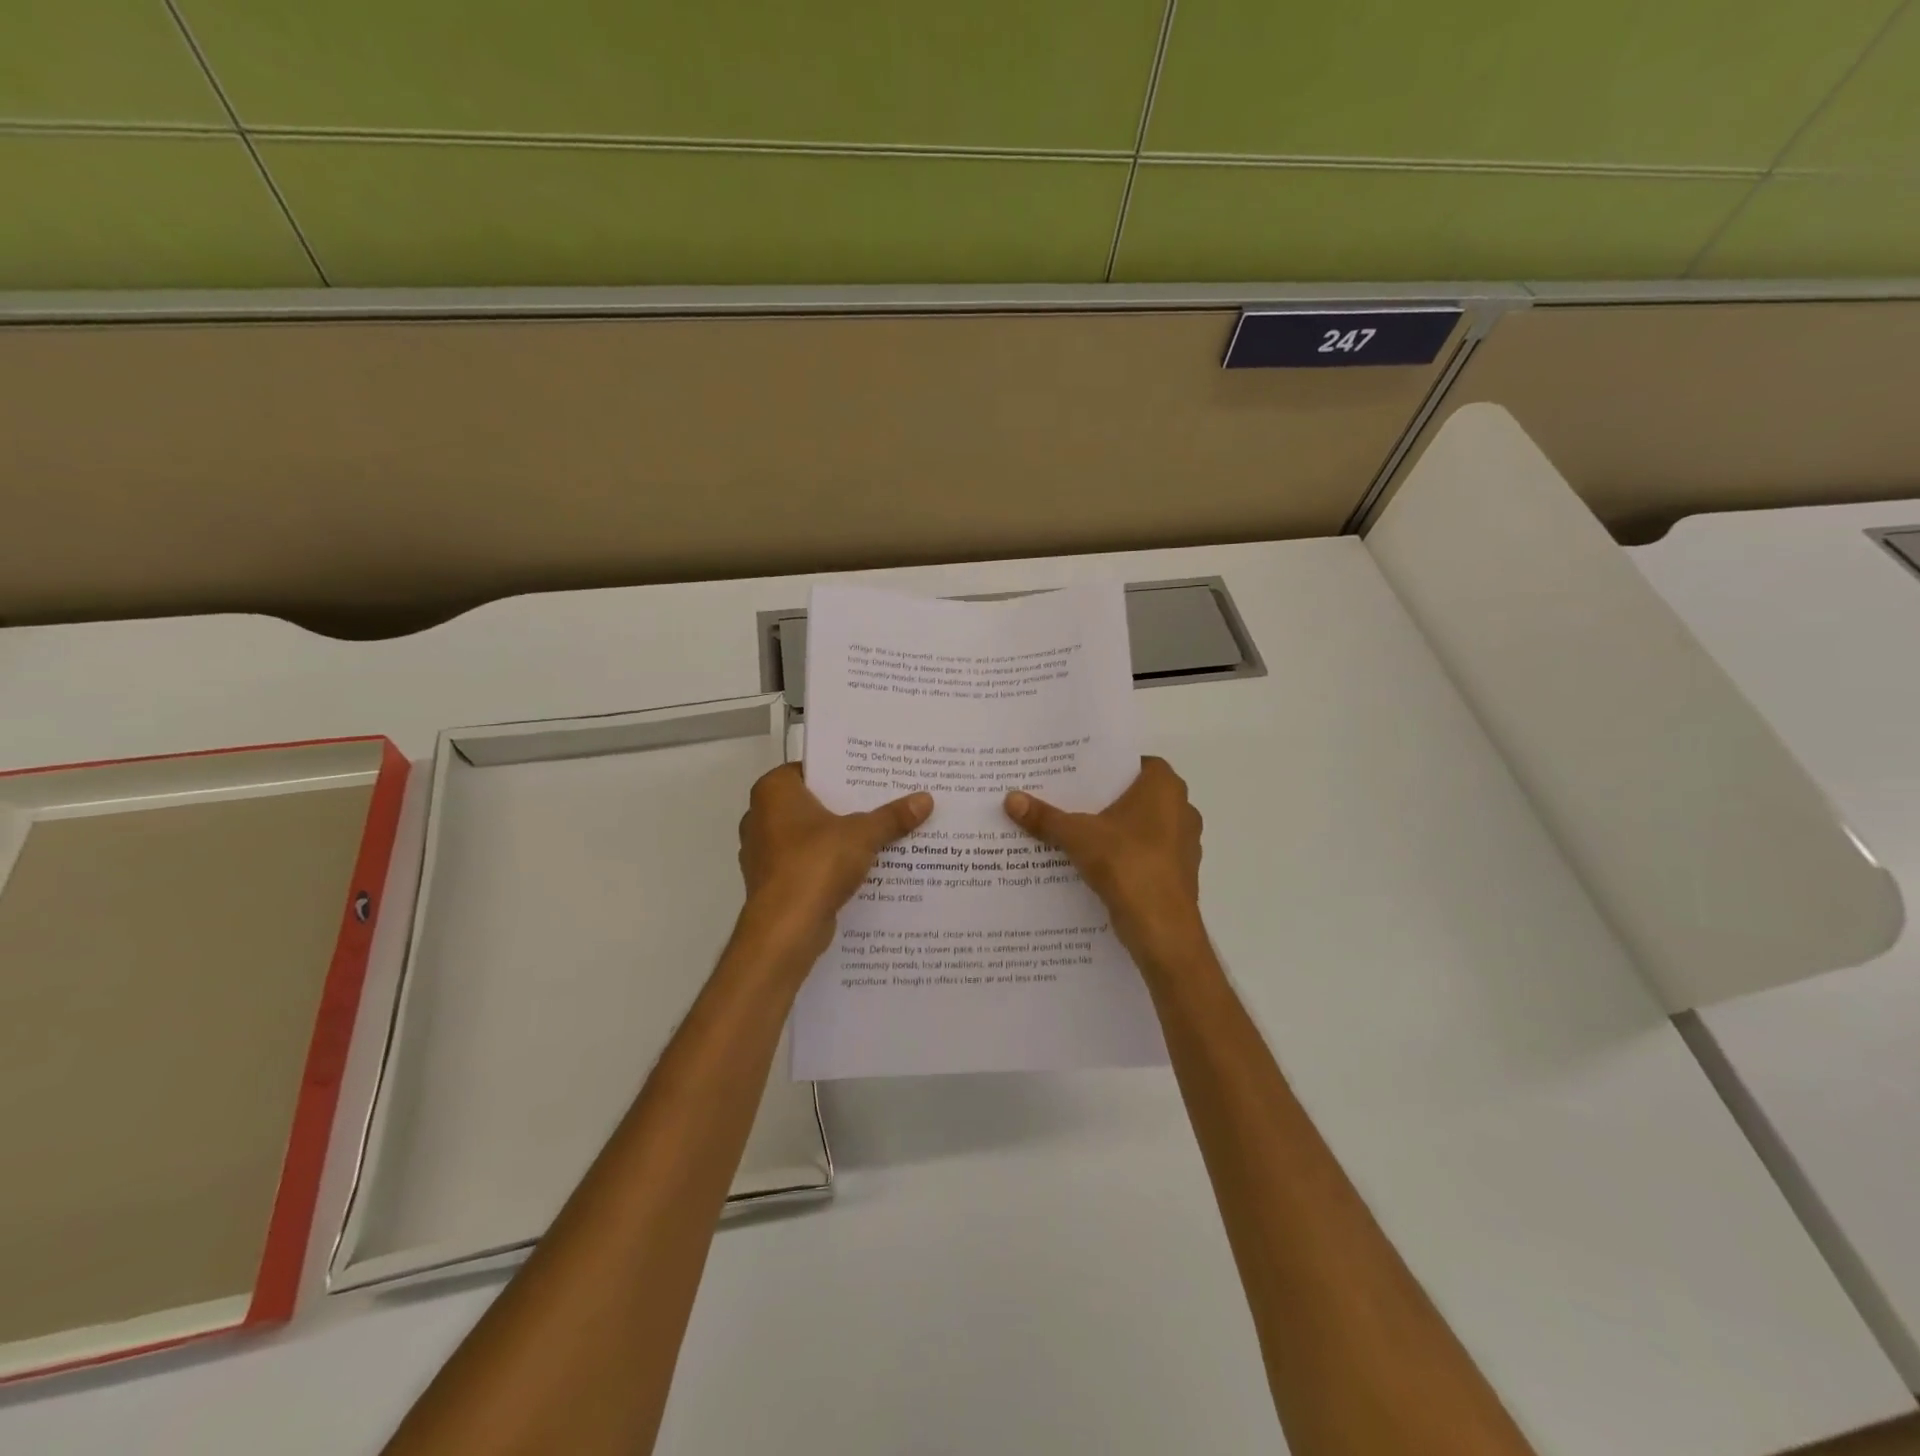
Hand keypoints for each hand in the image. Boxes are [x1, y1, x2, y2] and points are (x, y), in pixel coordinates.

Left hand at [738, 764, 931, 964]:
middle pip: (812, 802)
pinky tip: (861, 866)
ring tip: (880, 832)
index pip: (811, 768)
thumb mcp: (862, 834)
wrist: (785, 929)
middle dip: (845, 805)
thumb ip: (892, 816)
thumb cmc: (816, 864)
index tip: (873, 774)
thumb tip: (926, 799)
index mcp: (773, 792)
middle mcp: (760, 816)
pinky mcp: (773, 881)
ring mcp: (763, 851)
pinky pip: (807, 862)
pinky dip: (829, 863)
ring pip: (810, 835)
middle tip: (884, 799)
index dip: (842, 770)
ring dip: (838, 836)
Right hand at [1004, 757, 1205, 974]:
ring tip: (1075, 831)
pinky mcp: (1179, 872)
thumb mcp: (1077, 836)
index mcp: (1164, 786)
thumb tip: (1010, 798)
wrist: (1162, 928)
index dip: (1104, 767)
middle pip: (1135, 795)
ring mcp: (1184, 842)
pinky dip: (1124, 855)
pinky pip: (1146, 853)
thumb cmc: (1126, 864)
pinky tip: (1094, 863)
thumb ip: (1045, 817)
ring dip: (1114, 829)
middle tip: (1067, 799)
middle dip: (1104, 799)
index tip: (1075, 773)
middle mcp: (1182, 808)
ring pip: (1141, 826)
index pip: (1132, 762)